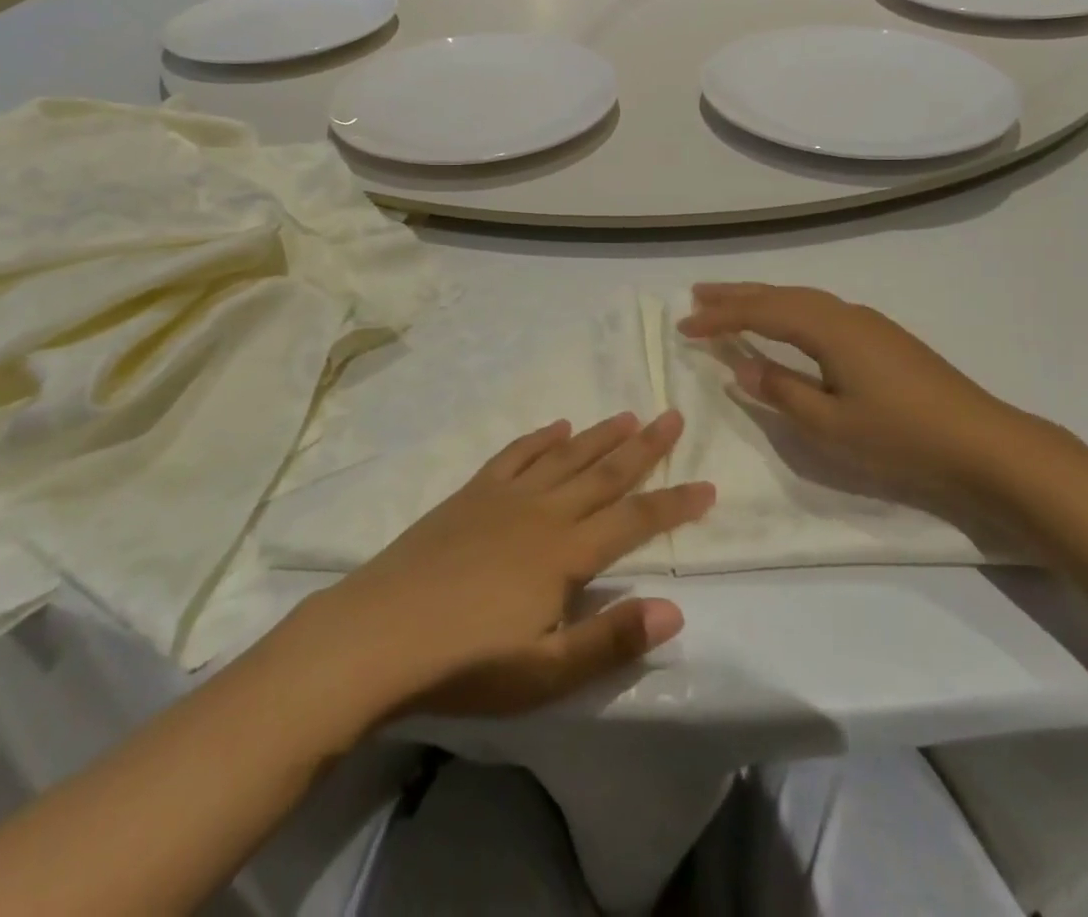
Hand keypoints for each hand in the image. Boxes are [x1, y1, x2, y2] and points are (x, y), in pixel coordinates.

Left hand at [307, 411, 713, 718]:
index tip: (708, 484)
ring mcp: (504, 497)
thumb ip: (611, 638)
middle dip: (644, 447)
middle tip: (673, 416)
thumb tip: (674, 608)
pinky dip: (539, 438)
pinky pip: (515, 454)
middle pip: (604, 472)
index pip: (634, 520)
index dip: (674, 504)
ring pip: (565, 455)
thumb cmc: (466, 662)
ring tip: (628, 414)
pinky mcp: (471, 493)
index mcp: (565, 553)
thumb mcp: (545, 671)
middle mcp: (542, 511)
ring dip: (599, 435)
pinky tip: (555, 427)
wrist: (379, 631)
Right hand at [677, 282, 1040, 501]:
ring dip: (762, 298)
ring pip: (802, 299)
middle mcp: (845, 314)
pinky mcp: (882, 337)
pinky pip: (820, 310)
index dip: (719, 319)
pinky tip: (786, 322)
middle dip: (735, 295)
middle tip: (696, 294)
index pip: (760, 313)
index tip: (683, 326)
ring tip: (731, 302)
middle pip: (779, 295)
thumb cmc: (903, 437)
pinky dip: (788, 310)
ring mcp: (868, 323)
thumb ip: (781, 390)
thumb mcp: (831, 424)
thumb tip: (742, 365)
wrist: (986, 445)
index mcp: (828, 329)